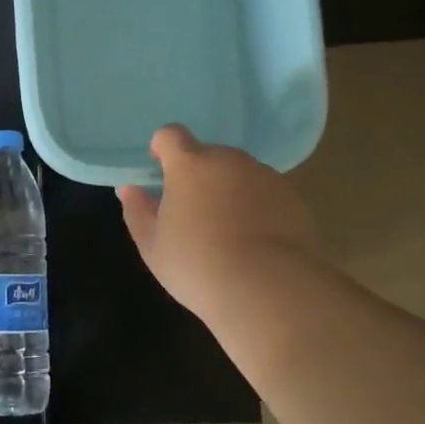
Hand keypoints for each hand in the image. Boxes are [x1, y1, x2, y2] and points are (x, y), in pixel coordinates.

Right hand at [117, 124, 315, 321]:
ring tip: (227, 230)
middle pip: (208, 155)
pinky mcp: (293, 198)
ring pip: (239, 173)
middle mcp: (229, 160)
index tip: (160, 170)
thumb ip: (137, 210)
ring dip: (229, 190)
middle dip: (198, 174)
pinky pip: (266, 193)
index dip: (162, 148)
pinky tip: (254, 241)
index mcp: (190, 165)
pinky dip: (257, 207)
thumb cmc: (197, 264)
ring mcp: (265, 177)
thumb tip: (131, 189)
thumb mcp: (152, 245)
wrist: (268, 289)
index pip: (171, 135)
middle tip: (193, 211)